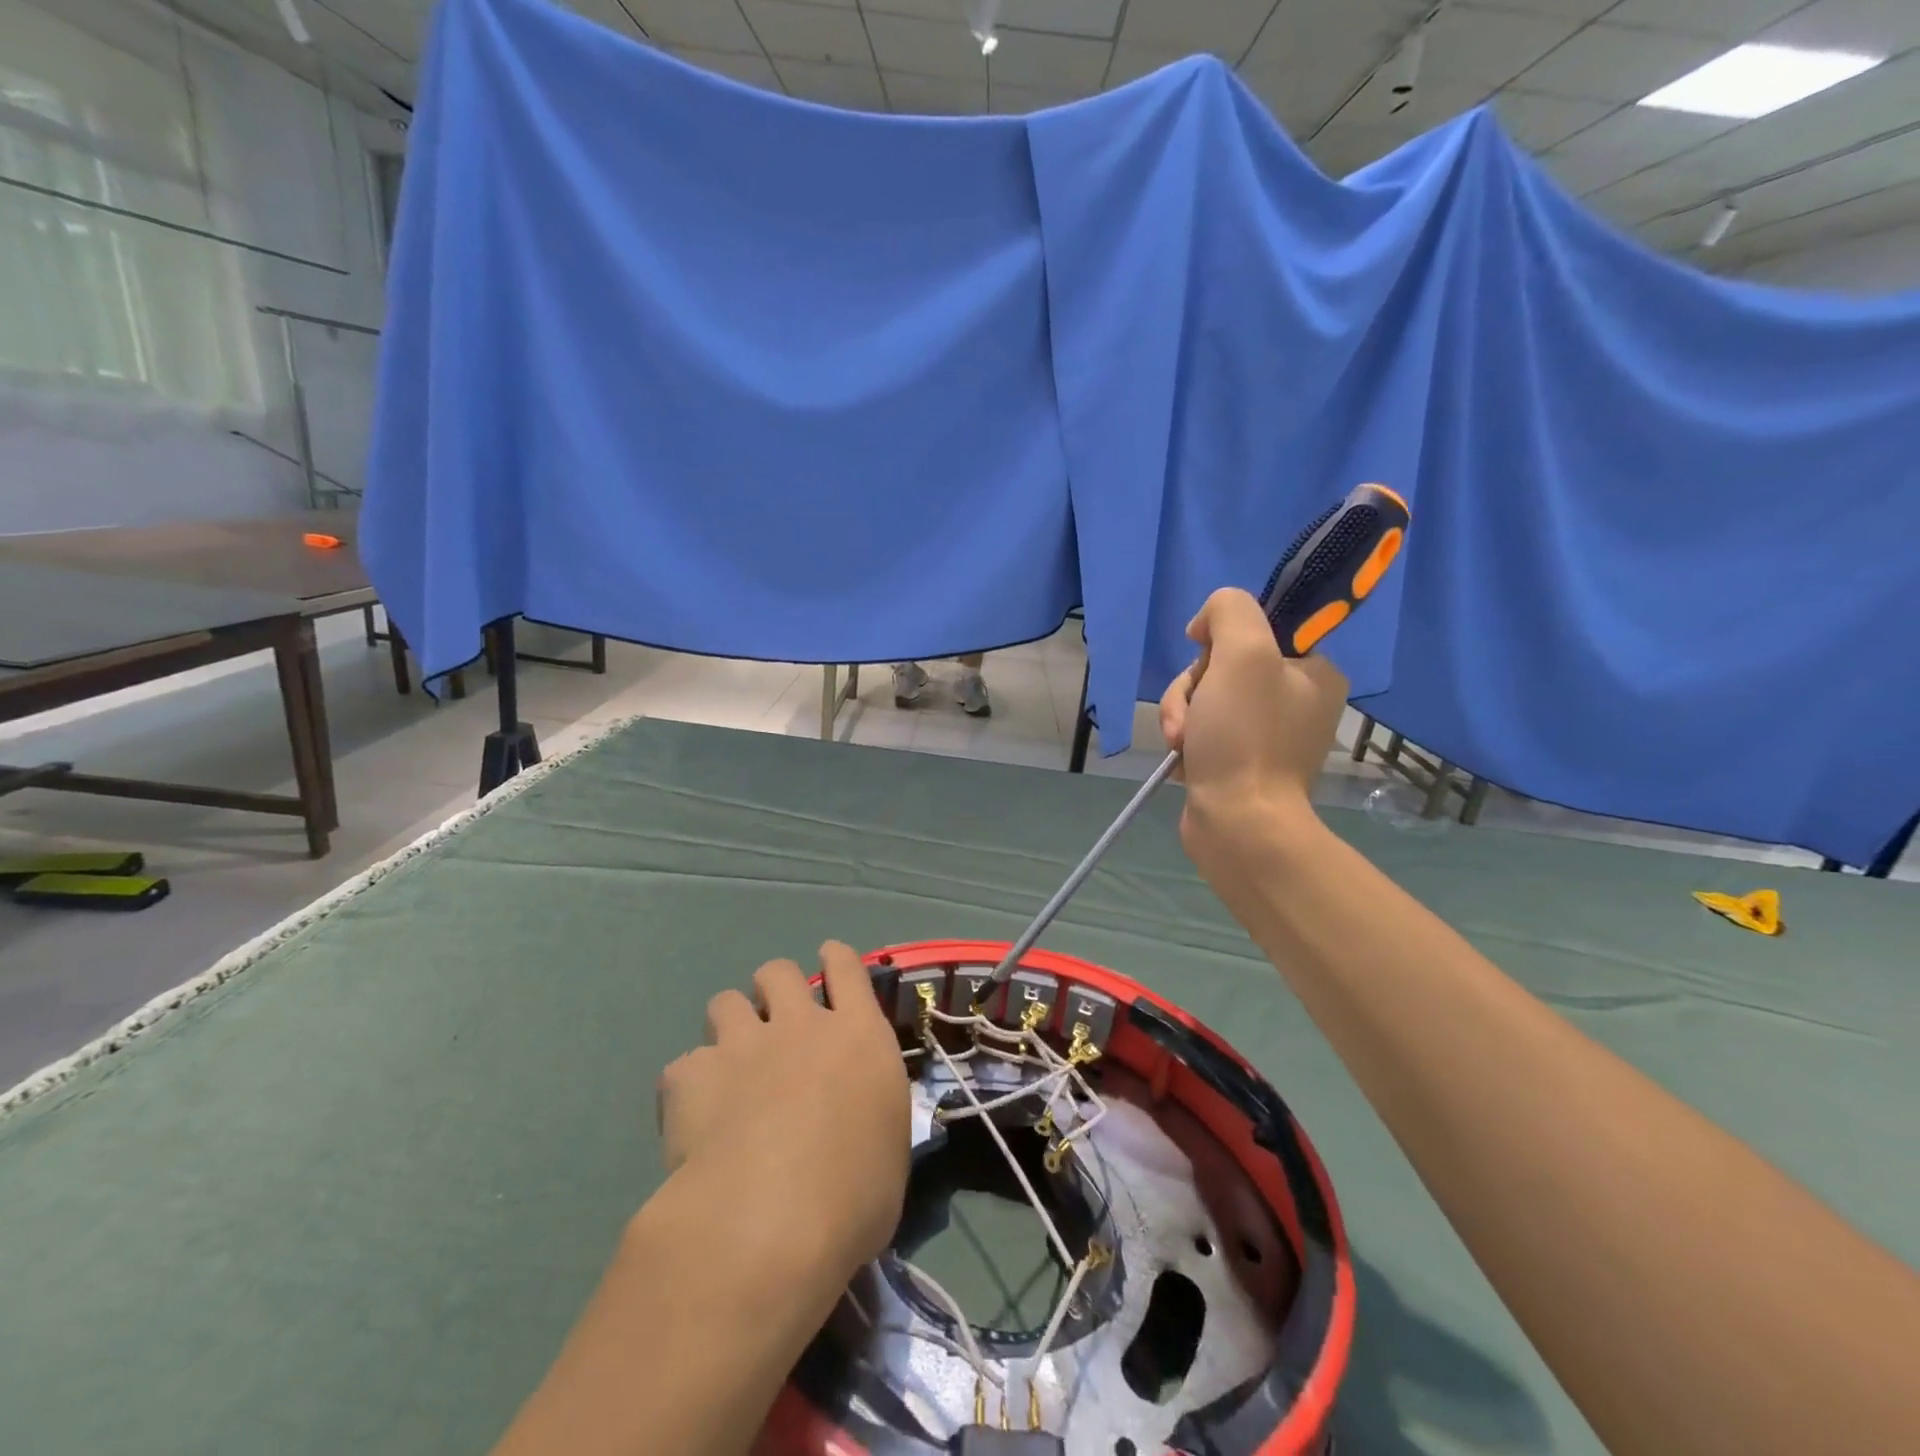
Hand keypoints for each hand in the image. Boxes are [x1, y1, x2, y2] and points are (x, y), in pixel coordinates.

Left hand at [656, 942, 910, 1278]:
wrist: (769, 1224)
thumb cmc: (853, 1198)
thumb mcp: (887, 1145)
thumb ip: (867, 1106)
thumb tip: (852, 1112)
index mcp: (858, 1035)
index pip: (846, 966)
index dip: (835, 959)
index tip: (828, 963)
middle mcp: (800, 1025)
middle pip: (778, 971)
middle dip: (773, 990)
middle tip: (775, 1027)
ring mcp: (742, 1045)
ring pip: (725, 1001)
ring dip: (730, 1026)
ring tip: (730, 1065)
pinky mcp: (691, 1075)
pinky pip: (685, 1064)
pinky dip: (690, 1085)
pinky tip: (694, 1117)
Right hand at [1159, 588, 1347, 863]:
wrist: (1239, 825)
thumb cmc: (1246, 736)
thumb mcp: (1243, 652)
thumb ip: (1229, 610)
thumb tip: (1205, 625)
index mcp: (1315, 671)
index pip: (1257, 630)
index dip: (1221, 640)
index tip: (1207, 660)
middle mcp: (1297, 701)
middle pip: (1223, 666)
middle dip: (1192, 687)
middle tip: (1191, 715)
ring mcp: (1267, 735)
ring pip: (1205, 698)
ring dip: (1182, 714)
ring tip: (1180, 742)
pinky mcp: (1240, 763)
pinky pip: (1203, 731)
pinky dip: (1187, 741)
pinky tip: (1184, 759)